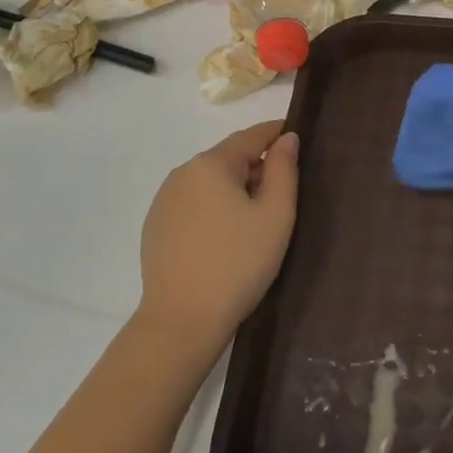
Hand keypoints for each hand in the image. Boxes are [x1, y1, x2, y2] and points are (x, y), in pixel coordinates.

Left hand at [138, 121, 298, 349]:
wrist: (183, 319)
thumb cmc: (239, 263)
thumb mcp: (275, 214)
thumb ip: (284, 170)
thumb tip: (287, 138)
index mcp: (211, 164)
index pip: (251, 136)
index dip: (276, 133)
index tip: (297, 135)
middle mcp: (182, 173)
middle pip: (228, 159)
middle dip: (257, 166)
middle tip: (285, 190)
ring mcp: (164, 201)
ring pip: (210, 183)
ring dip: (235, 189)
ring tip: (258, 216)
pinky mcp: (156, 227)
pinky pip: (193, 205)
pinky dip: (214, 208)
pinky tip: (227, 236)